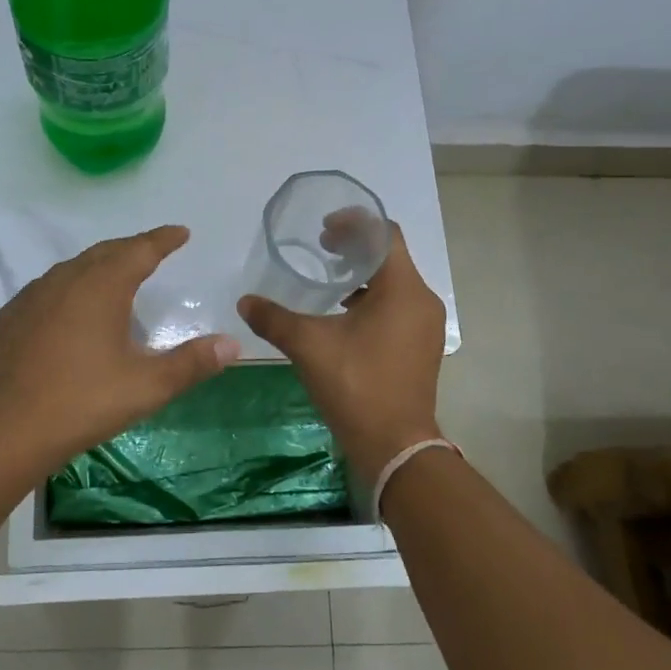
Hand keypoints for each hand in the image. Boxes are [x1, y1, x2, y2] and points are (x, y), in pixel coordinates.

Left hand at [0, 226, 240, 467]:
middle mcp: (66, 279)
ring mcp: (33, 296)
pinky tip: (72, 310)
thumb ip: (191, 363)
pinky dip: (71, 287)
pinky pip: (49, 288)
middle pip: (106, 252)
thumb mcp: (146, 387)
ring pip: (74, 268)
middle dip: (133, 248)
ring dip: (100, 266)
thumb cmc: (82, 402)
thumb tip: (233, 344)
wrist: (3, 430)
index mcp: (101, 286)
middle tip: (153, 252)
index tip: (180, 232)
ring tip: (116, 278)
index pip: (140, 249)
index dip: (163, 239)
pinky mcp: (11, 316)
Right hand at [238, 223, 445, 482]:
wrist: (395, 447)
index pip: (385, 234)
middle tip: (321, 249)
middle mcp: (422, 300)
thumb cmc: (356, 385)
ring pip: (395, 282)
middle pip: (390, 255)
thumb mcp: (309, 346)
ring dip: (363, 274)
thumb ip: (274, 318)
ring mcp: (426, 325)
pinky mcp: (422, 345)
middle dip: (355, 247)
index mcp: (402, 289)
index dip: (354, 223)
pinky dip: (373, 298)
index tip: (324, 229)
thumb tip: (244, 301)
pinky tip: (343, 314)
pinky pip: (398, 305)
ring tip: (329, 281)